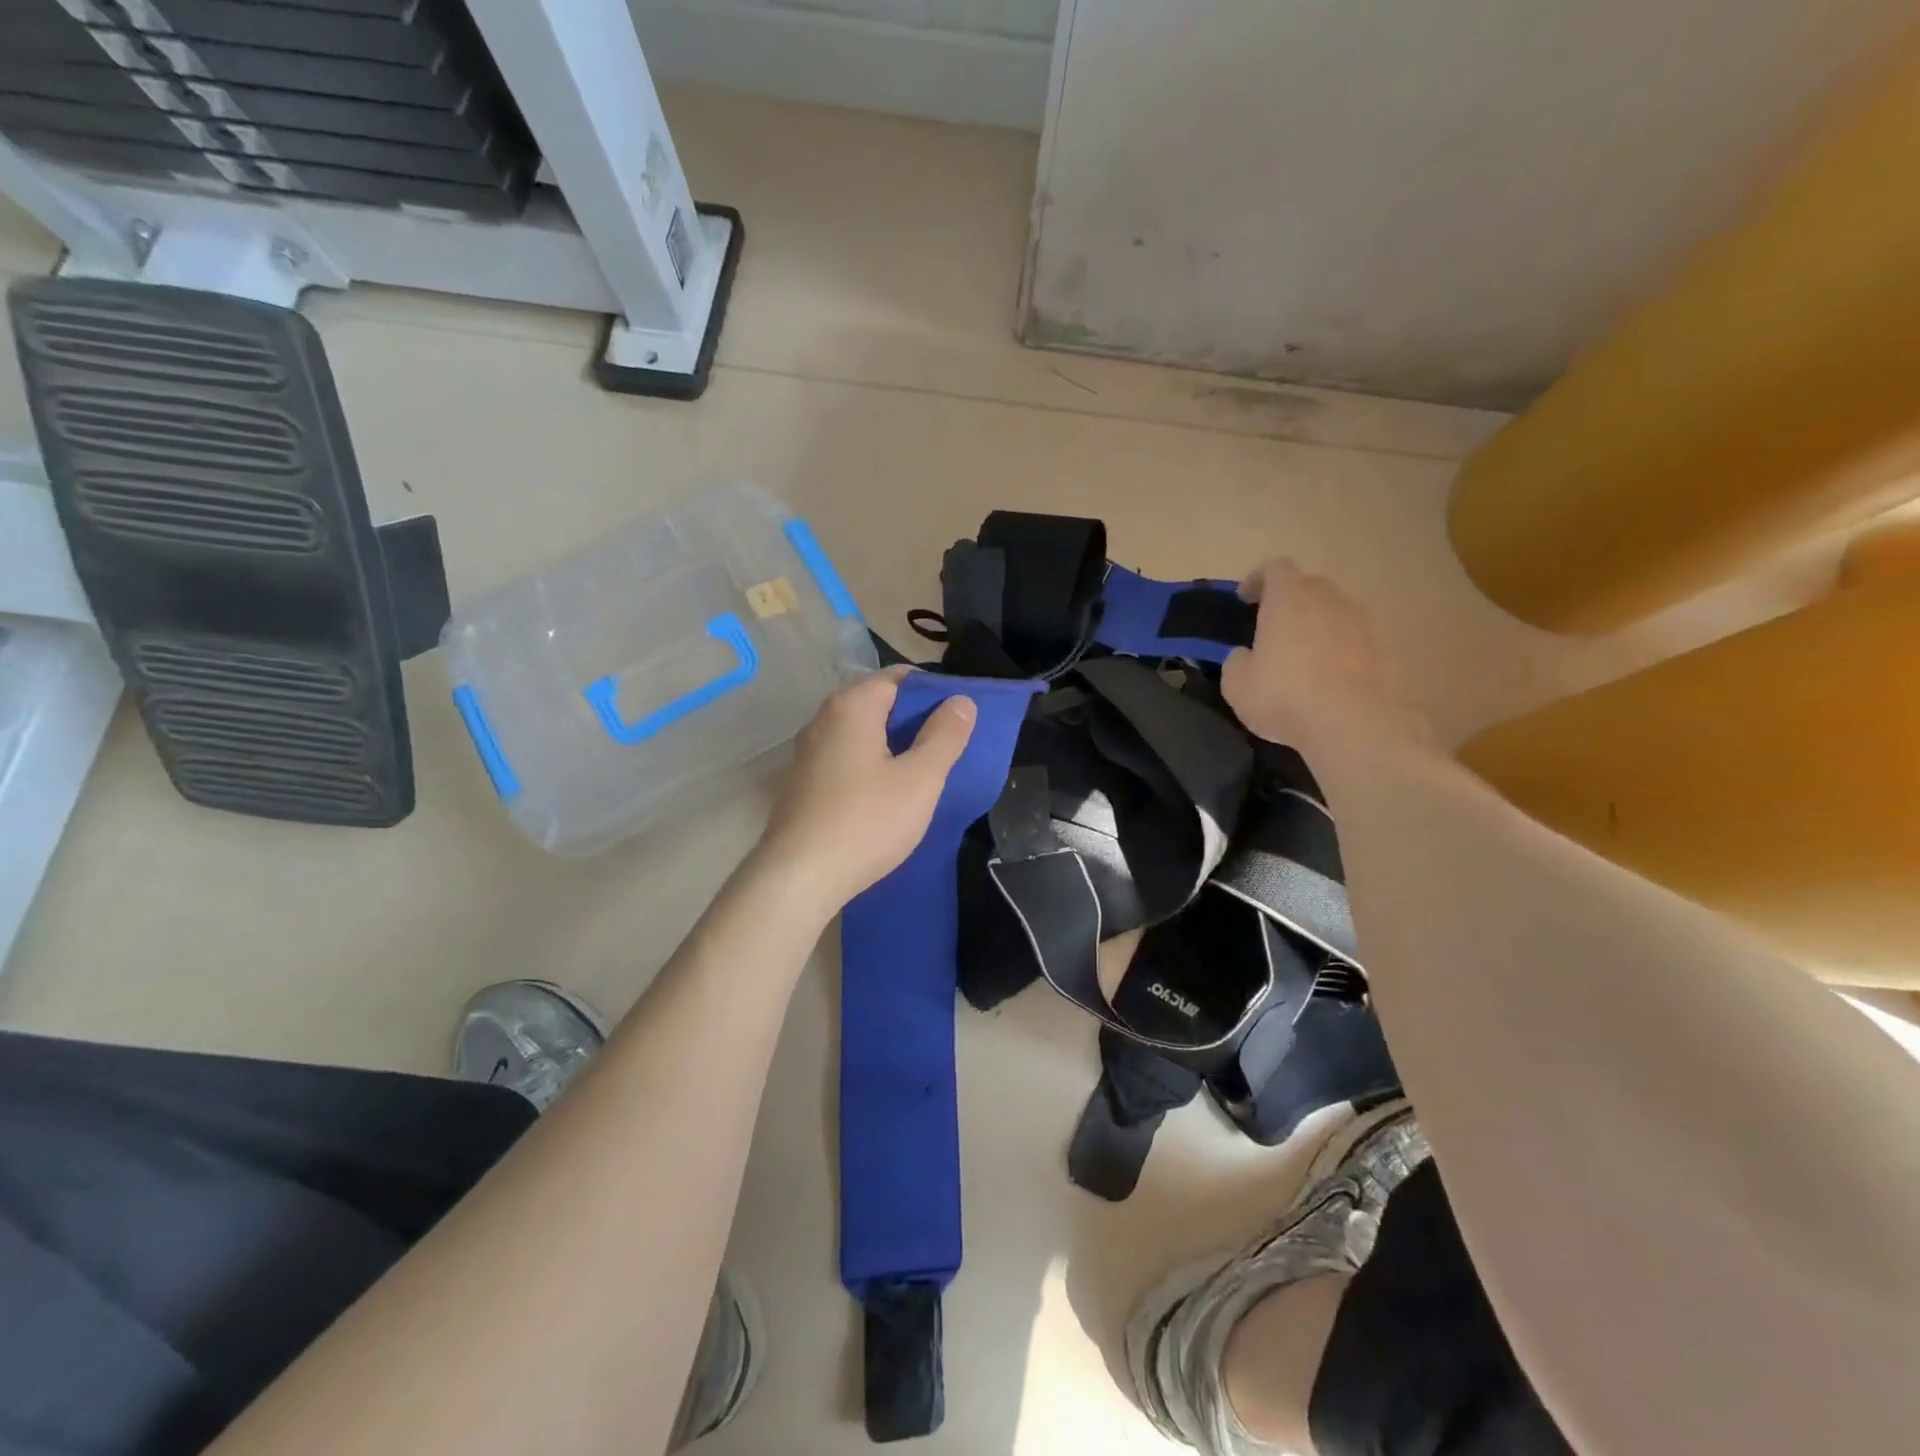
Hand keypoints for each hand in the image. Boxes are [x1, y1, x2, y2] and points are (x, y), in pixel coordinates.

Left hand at [757, 668, 976, 914]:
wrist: (798, 878)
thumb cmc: (866, 822)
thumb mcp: (920, 779)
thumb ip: (944, 736)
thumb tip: (961, 700)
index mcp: (851, 706)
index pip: (899, 677)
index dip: (934, 692)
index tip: (960, 716)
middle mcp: (824, 719)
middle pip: (879, 703)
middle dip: (916, 719)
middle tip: (950, 745)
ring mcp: (808, 752)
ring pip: (862, 733)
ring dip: (894, 745)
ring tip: (926, 769)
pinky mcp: (803, 782)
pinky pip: (847, 758)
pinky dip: (872, 764)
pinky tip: (889, 793)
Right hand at [1221, 560, 1428, 754]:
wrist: (1356, 726)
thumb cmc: (1285, 697)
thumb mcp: (1237, 685)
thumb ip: (1236, 662)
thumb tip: (1245, 655)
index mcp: (1289, 600)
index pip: (1276, 569)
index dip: (1259, 579)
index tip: (1245, 598)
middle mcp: (1329, 601)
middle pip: (1311, 586)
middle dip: (1292, 601)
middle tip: (1276, 628)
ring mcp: (1363, 624)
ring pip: (1337, 612)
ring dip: (1320, 626)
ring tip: (1306, 657)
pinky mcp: (1387, 650)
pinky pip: (1357, 640)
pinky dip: (1342, 651)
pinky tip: (1331, 680)